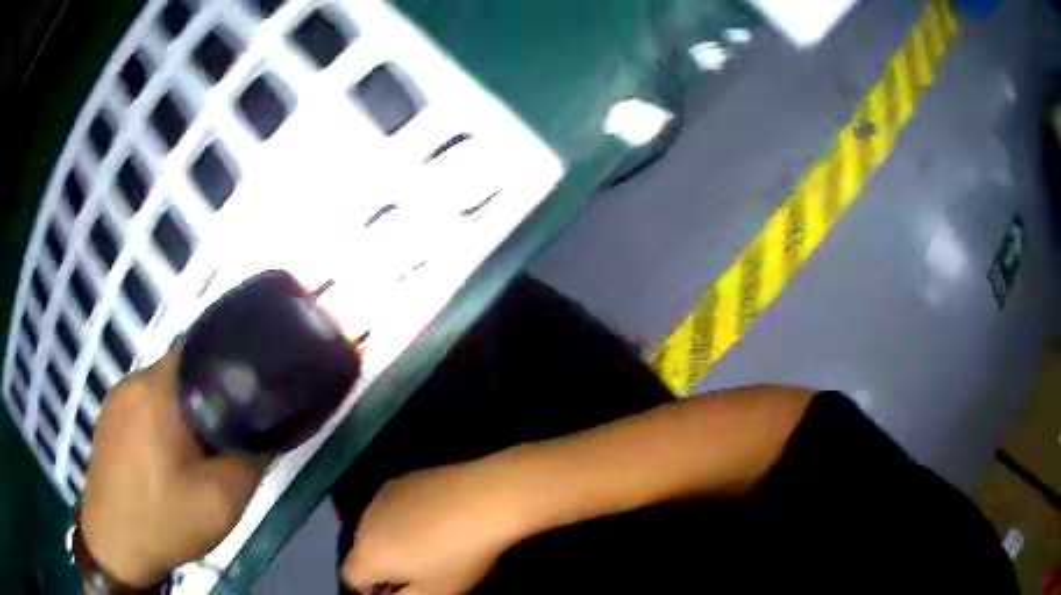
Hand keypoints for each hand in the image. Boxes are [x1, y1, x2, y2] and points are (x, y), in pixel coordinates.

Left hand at [80, 353, 263, 587]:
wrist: (115, 545)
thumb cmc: (165, 520)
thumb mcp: (222, 501)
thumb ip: (251, 459)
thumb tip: (269, 430)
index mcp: (158, 390)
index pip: (203, 352)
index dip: (231, 371)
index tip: (249, 401)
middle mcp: (134, 382)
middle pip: (183, 372)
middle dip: (209, 398)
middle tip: (226, 438)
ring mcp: (116, 399)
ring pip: (163, 391)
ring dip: (185, 412)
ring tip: (199, 452)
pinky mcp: (108, 419)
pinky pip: (144, 406)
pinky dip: (162, 422)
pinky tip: (167, 459)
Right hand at [342, 459, 528, 594]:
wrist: (484, 499)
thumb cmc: (458, 555)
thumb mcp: (434, 592)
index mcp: (368, 554)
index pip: (351, 577)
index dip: (370, 589)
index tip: (397, 590)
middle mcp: (364, 523)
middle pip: (362, 551)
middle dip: (382, 564)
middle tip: (417, 570)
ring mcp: (381, 497)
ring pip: (376, 527)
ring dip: (391, 539)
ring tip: (428, 543)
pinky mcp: (400, 480)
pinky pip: (391, 507)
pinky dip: (403, 517)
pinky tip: (434, 518)